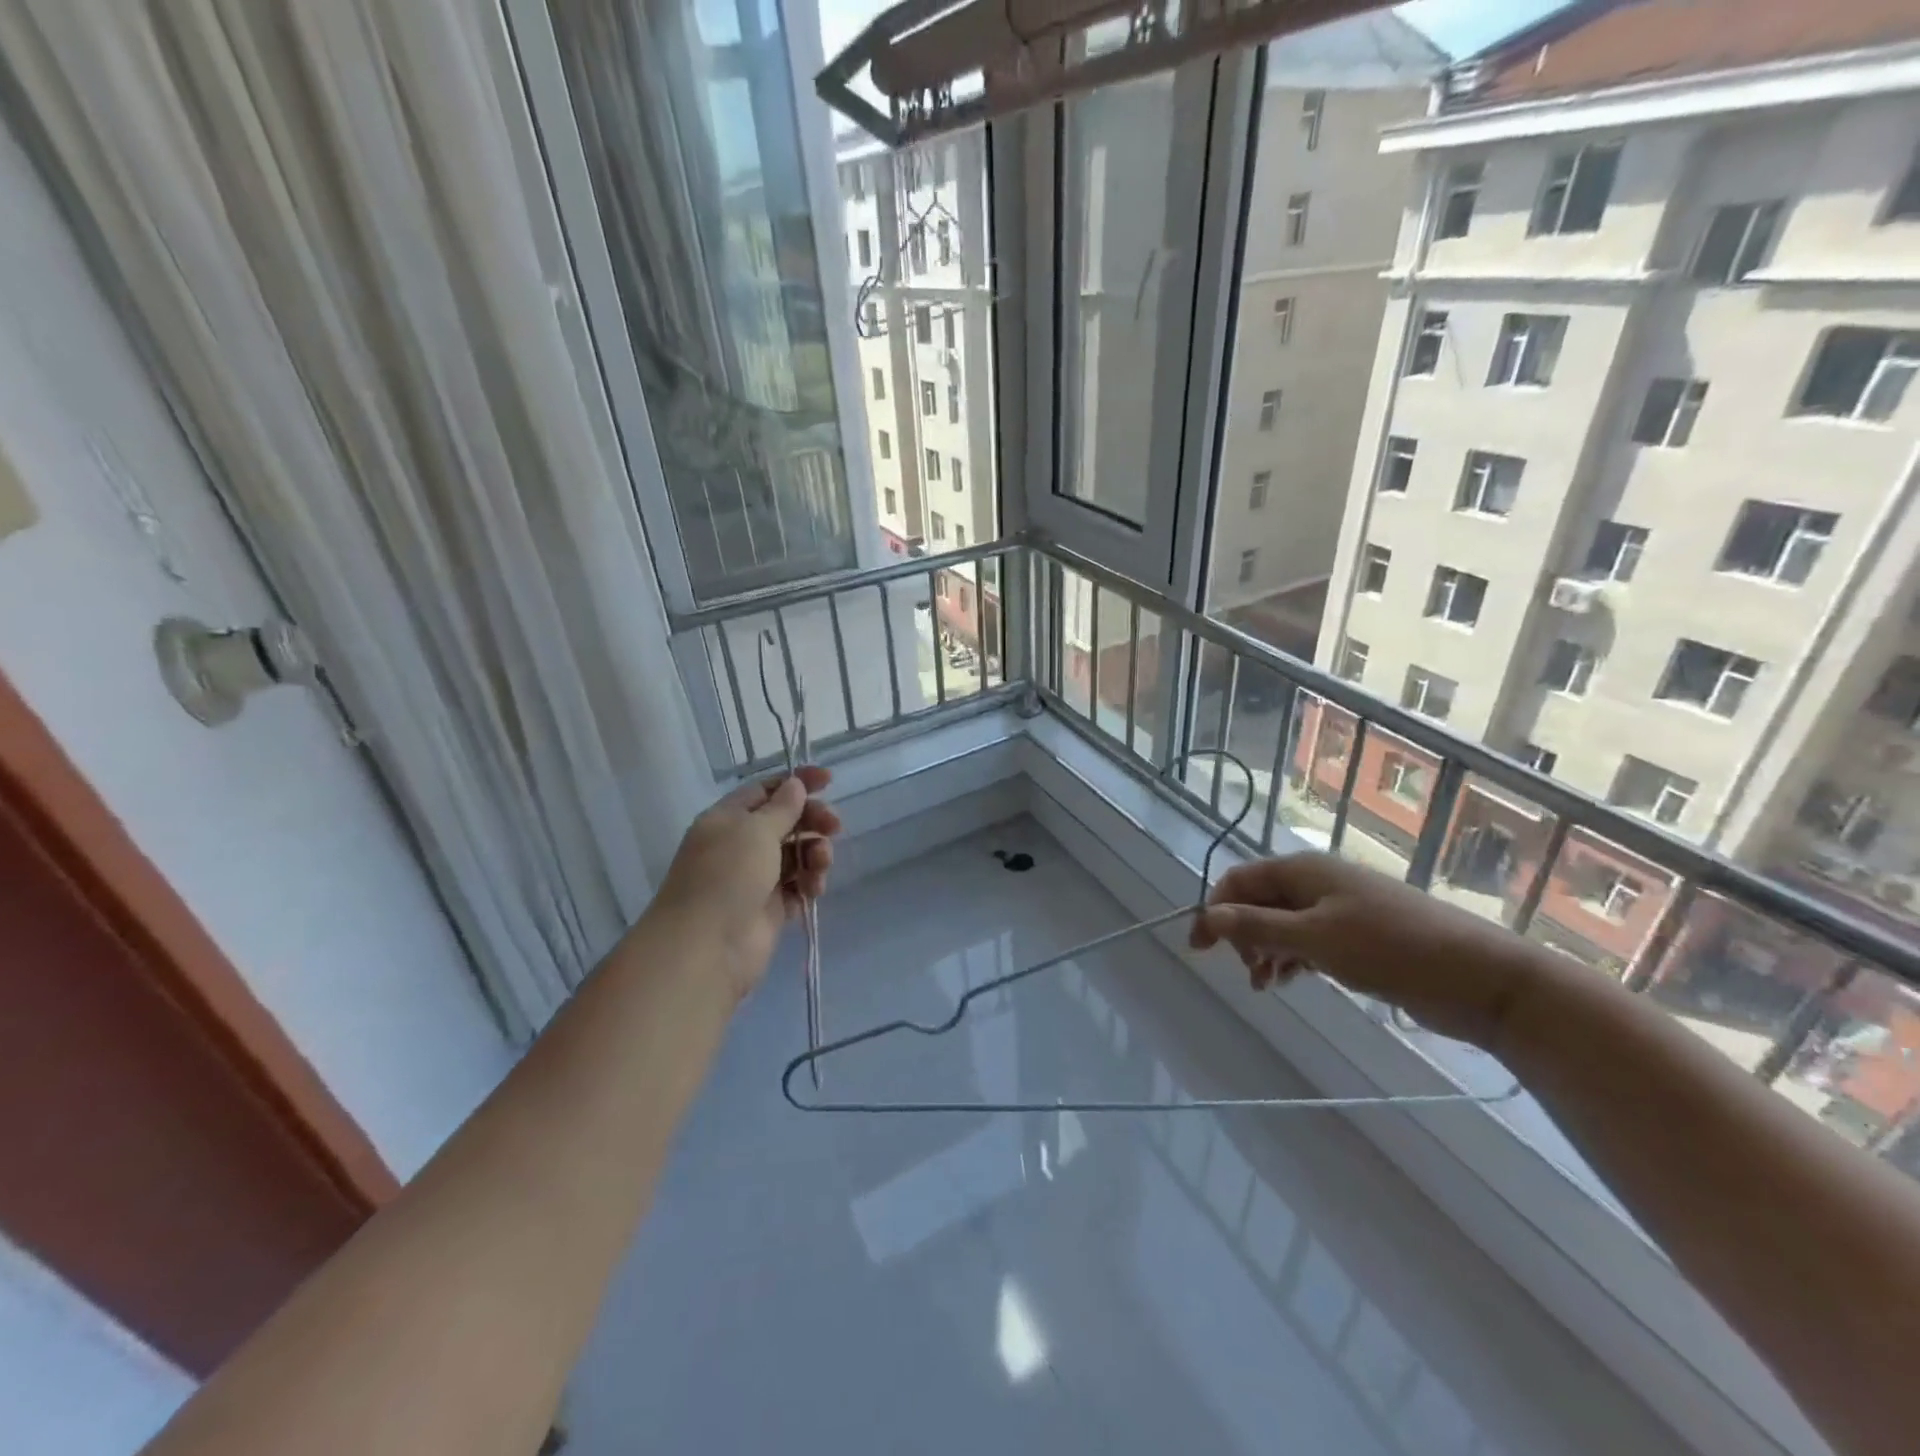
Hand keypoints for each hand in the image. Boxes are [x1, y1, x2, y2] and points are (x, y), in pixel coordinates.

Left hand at [655, 767, 842, 1000]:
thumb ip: (782, 808)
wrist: (707, 948)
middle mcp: (740, 845)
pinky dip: (810, 882)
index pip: (765, 791)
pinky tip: (814, 888)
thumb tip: (795, 785)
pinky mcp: (771, 908)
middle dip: (812, 820)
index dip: (796, 783)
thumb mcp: (755, 830)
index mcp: (727, 819)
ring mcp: (755, 878)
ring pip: (796, 854)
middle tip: (835, 826)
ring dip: (815, 852)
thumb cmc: (727, 875)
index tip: (829, 780)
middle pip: (786, 822)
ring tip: (821, 863)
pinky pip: (798, 886)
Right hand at [1189, 852, 1538, 1049]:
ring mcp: (1339, 909)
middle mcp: (1317, 883)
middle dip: (1243, 934)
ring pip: (1282, 924)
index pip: (1240, 880)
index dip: (1214, 909)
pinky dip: (1292, 959)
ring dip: (1266, 951)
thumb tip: (1206, 916)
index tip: (1198, 948)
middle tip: (1249, 971)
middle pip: (1259, 901)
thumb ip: (1256, 927)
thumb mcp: (1314, 938)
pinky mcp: (1358, 936)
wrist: (1478, 978)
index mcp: (1303, 870)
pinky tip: (1289, 982)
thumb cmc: (1389, 948)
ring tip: (1266, 985)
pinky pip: (1308, 941)